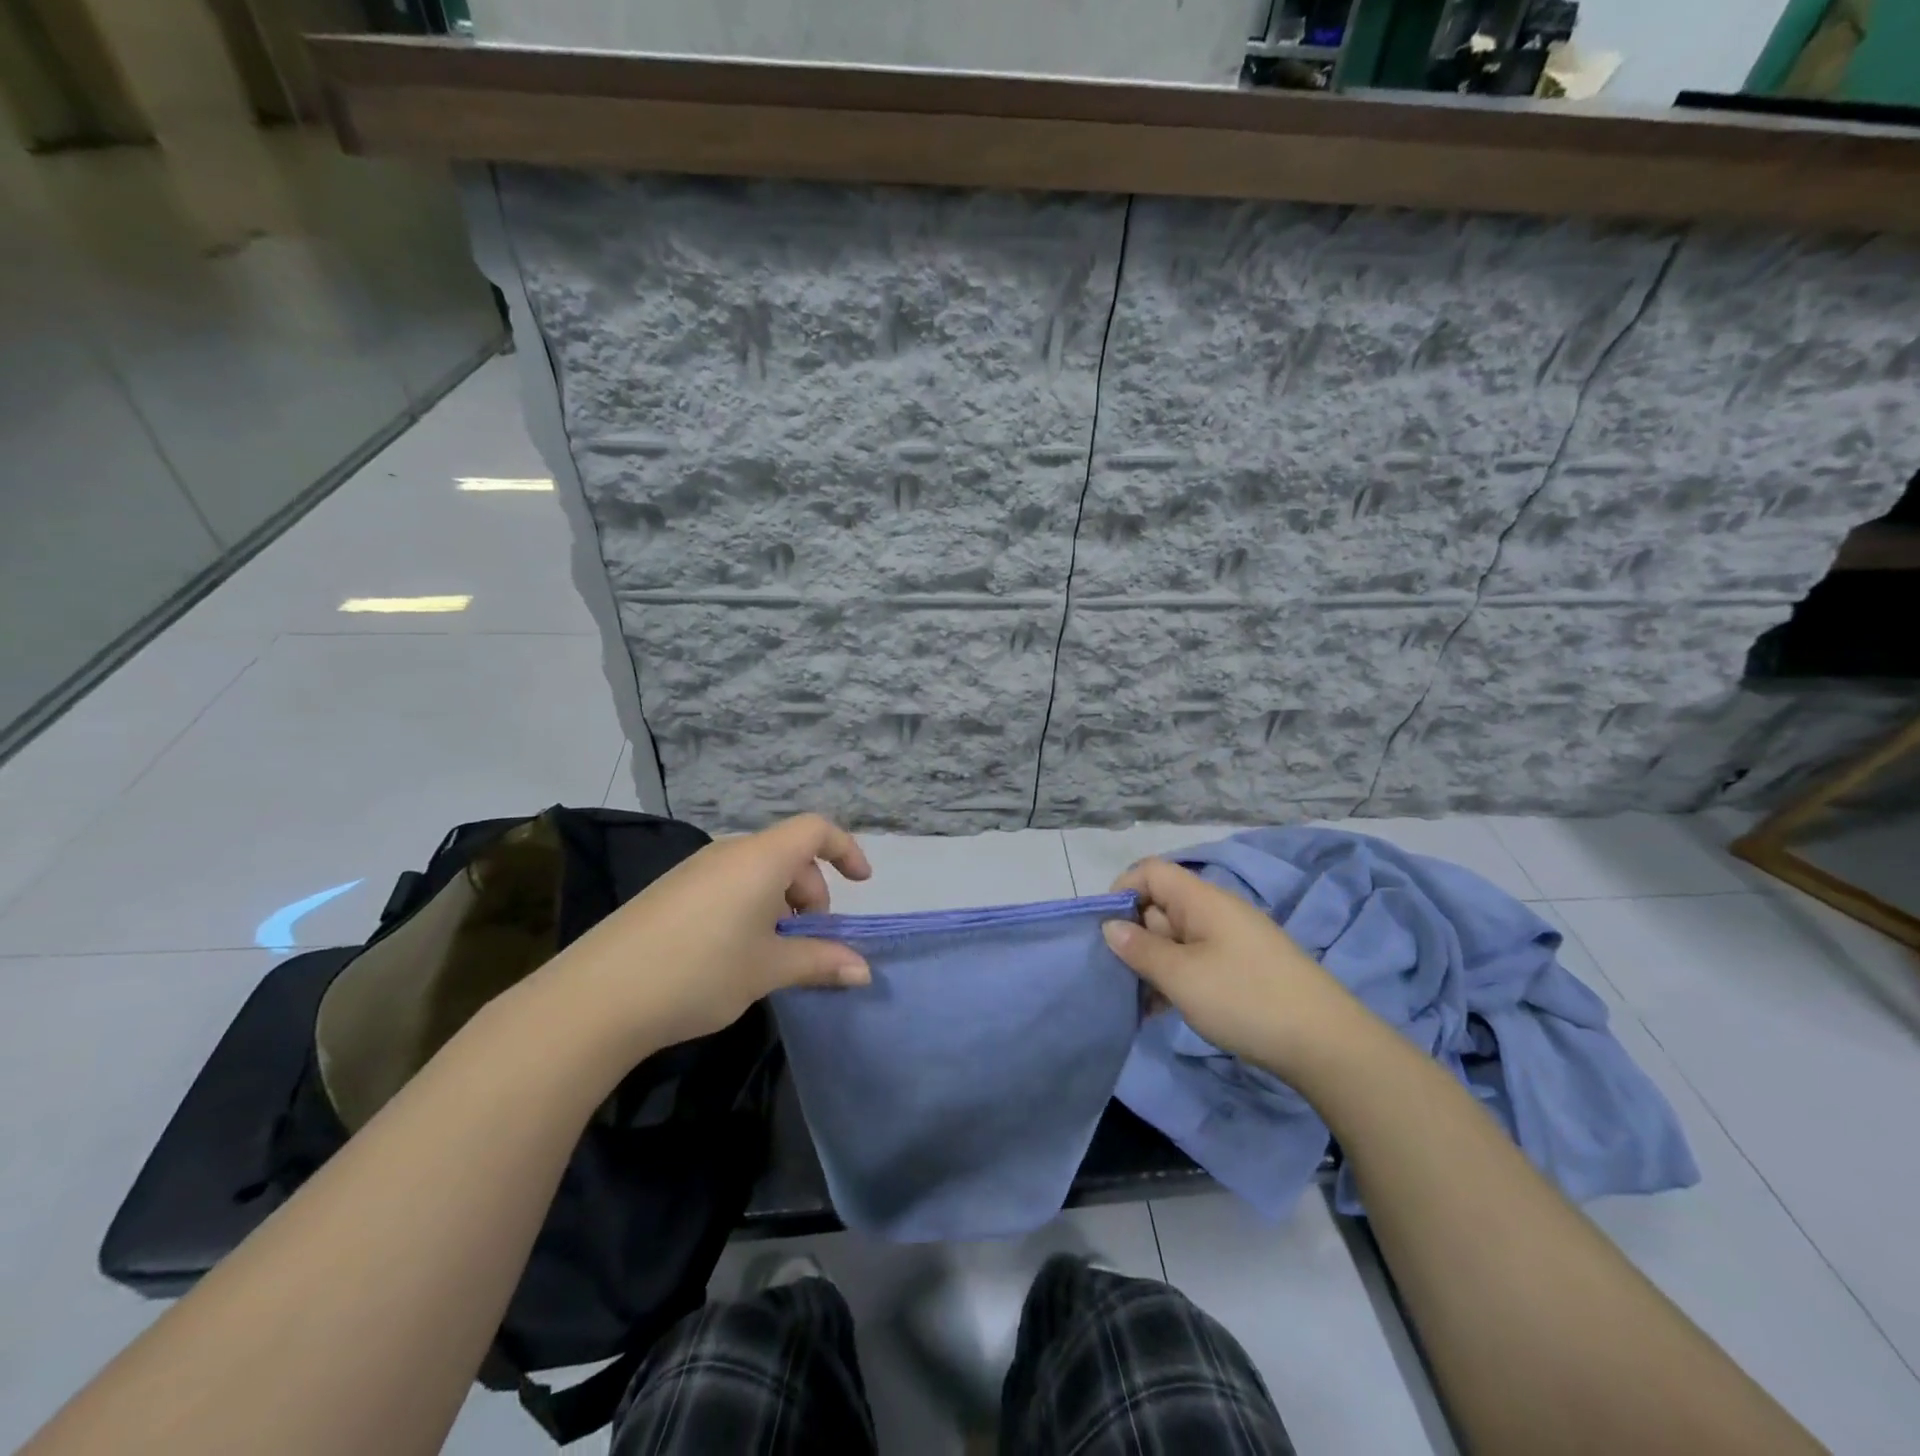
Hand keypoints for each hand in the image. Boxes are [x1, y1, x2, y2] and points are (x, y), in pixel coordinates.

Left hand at [561, 814, 873, 1052]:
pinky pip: (726, 883)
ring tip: (771, 951)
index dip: (845, 849)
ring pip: (756, 870)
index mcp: (760, 858)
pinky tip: (732, 952)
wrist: (598, 996)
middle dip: (810, 890)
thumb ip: (820, 962)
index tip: (861, 883)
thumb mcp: (768, 969)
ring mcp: (694, 870)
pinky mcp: (669, 891)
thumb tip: (864, 971)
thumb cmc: (700, 971)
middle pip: (787, 852)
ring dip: (779, 901)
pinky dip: (748, 905)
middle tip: (809, 938)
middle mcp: (728, 853)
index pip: (815, 829)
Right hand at [1102, 858, 1357, 1079]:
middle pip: (1161, 906)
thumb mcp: (1180, 976)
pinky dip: (1176, 979)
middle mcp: (1216, 911)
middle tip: (1119, 975)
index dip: (1122, 891)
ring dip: (1153, 964)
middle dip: (1134, 936)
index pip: (1150, 871)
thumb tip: (1109, 926)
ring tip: (1138, 1002)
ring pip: (1176, 938)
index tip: (1104, 930)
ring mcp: (1232, 940)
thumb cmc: (1245, 998)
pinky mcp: (1243, 968)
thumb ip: (1139, 949)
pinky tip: (1163, 1012)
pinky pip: (1196, 961)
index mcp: (1201, 899)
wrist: (1326, 1043)